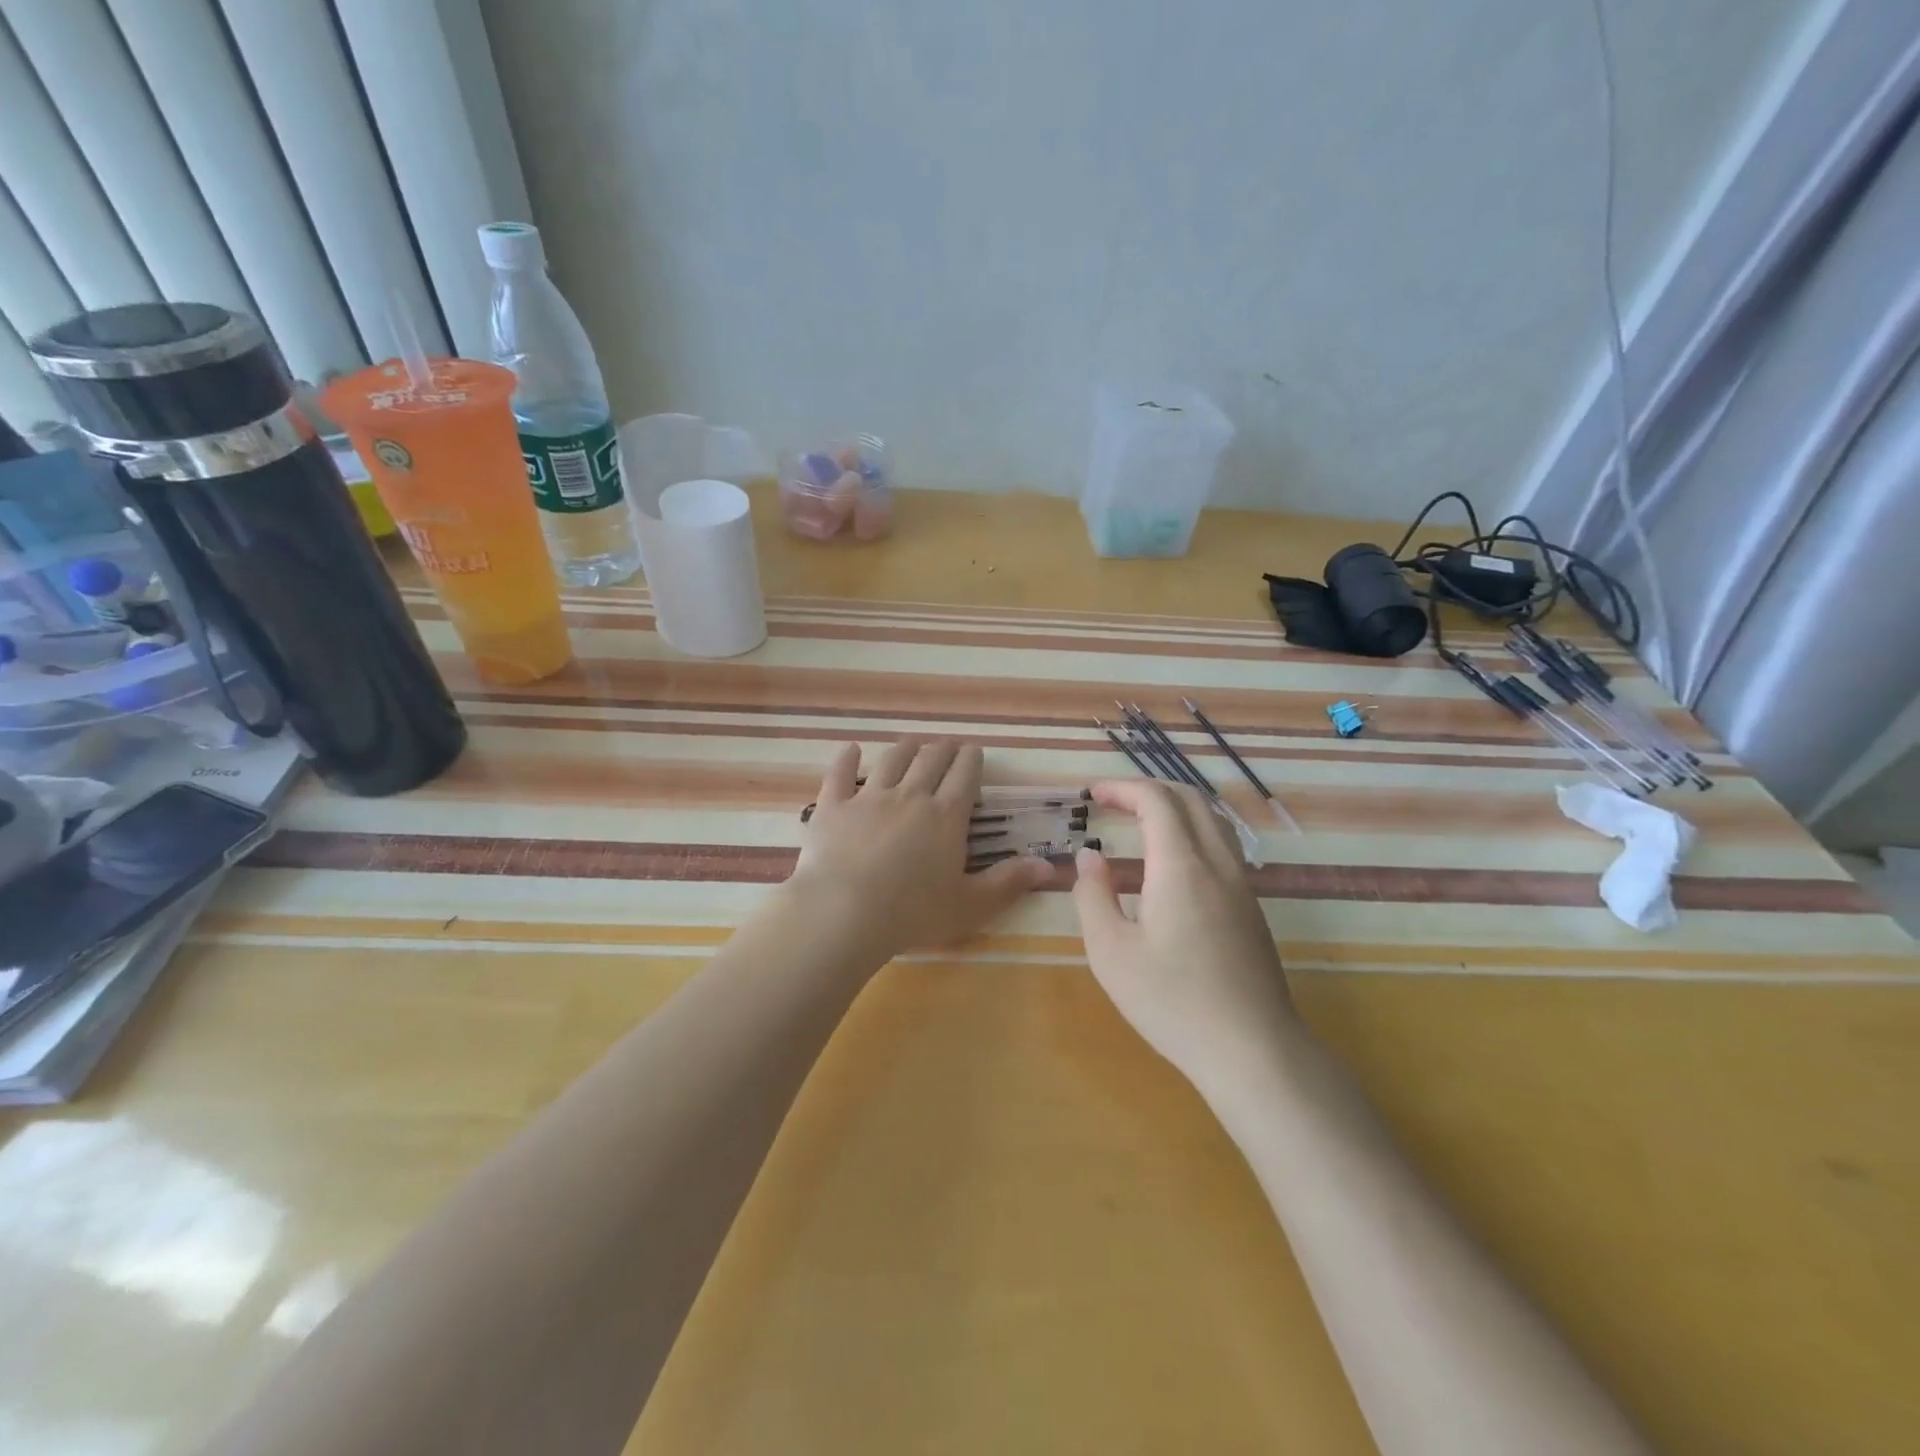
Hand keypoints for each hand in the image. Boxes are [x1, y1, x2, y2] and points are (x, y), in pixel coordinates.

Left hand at [787, 738, 1052, 962]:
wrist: (846, 912)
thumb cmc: (914, 913)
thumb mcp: (971, 904)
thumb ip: (1009, 882)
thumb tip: (1049, 866)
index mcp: (946, 816)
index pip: (965, 775)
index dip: (971, 760)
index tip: (974, 752)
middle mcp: (911, 796)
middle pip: (930, 760)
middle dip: (943, 749)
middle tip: (948, 746)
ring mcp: (869, 798)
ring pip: (891, 760)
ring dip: (905, 748)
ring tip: (912, 743)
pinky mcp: (834, 807)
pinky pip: (839, 774)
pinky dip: (846, 759)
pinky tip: (850, 749)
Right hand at [1071, 780, 1300, 1096]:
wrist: (1252, 1051)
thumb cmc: (1172, 1001)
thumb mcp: (1111, 953)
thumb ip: (1093, 896)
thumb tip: (1089, 858)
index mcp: (1181, 865)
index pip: (1156, 800)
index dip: (1122, 788)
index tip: (1092, 793)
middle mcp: (1217, 863)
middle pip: (1190, 799)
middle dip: (1148, 789)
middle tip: (1112, 801)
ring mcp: (1241, 885)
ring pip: (1212, 820)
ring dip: (1174, 807)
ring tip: (1139, 821)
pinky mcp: (1251, 908)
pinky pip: (1222, 846)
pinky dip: (1191, 831)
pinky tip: (1169, 863)